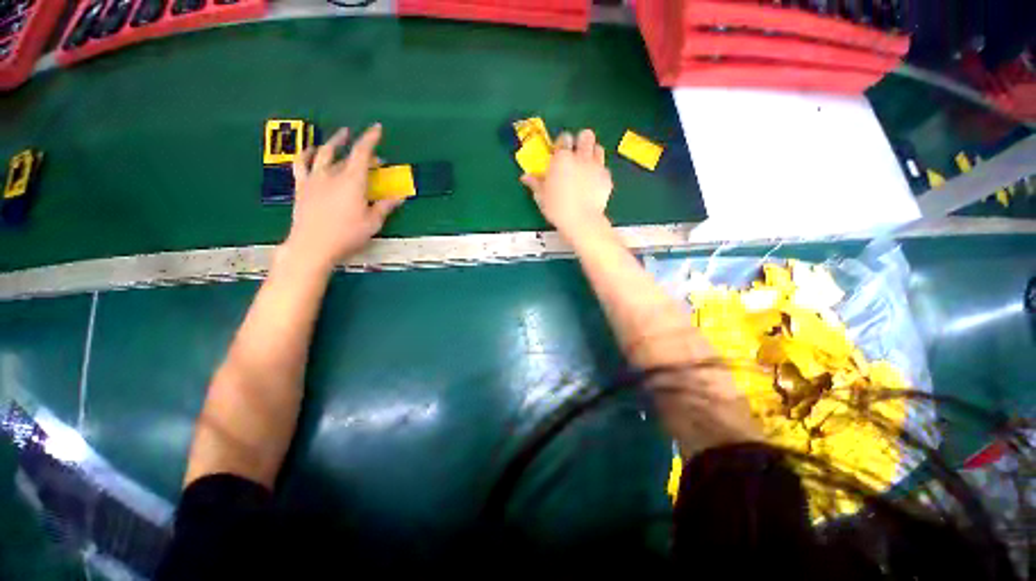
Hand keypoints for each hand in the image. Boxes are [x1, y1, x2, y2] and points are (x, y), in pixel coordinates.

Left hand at [283, 124, 401, 270]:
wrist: (313, 246)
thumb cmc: (347, 235)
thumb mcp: (372, 223)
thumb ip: (385, 206)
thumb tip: (400, 197)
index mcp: (352, 181)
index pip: (362, 153)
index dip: (370, 138)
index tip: (377, 128)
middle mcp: (332, 175)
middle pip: (348, 155)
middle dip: (362, 152)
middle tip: (375, 158)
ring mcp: (314, 179)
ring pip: (323, 154)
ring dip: (333, 143)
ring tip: (340, 137)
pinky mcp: (302, 187)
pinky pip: (301, 164)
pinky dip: (307, 154)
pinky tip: (311, 151)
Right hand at [521, 129, 613, 241]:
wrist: (581, 221)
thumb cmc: (557, 208)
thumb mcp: (541, 196)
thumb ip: (535, 183)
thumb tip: (525, 177)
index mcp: (562, 159)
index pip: (564, 138)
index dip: (562, 143)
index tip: (559, 152)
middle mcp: (581, 157)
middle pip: (586, 136)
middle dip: (581, 141)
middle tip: (576, 154)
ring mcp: (596, 166)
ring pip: (598, 148)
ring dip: (592, 153)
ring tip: (586, 165)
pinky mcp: (607, 178)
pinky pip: (604, 168)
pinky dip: (599, 172)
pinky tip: (593, 183)